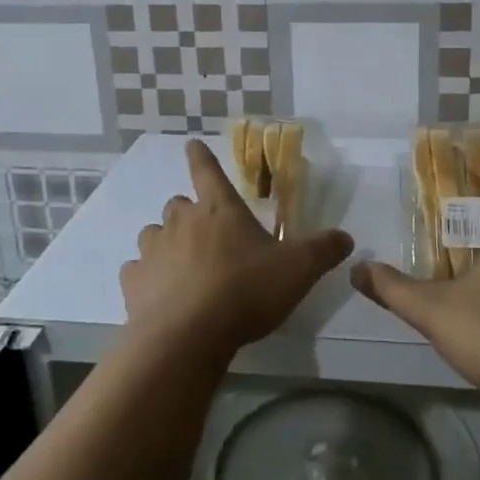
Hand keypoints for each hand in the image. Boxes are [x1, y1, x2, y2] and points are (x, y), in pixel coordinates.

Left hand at [122, 139, 354, 360]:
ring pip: (153, 234)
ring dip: (165, 243)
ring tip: (181, 265)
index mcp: (219, 209)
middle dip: (189, 214)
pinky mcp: (133, 282)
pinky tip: (159, 294)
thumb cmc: (245, 291)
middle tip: (205, 234)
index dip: (201, 156)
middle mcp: (181, 221)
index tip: (191, 144)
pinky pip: (136, 270)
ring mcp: (153, 250)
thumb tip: (346, 237)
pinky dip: (146, 277)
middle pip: (178, 205)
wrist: (188, 335)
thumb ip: (322, 251)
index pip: (207, 171)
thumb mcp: (297, 270)